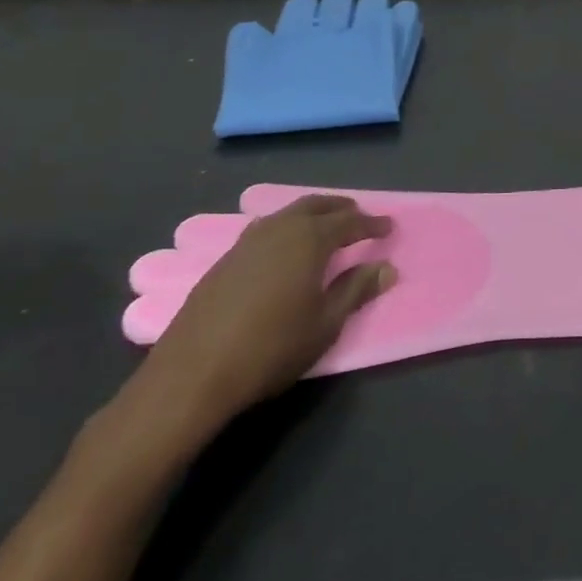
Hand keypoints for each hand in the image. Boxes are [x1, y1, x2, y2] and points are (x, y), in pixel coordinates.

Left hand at [127, 195, 395, 445]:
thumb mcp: (326, 323)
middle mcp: (279, 230)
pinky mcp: (224, 261)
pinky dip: (285, 229)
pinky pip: (265, 230)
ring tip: (324, 229)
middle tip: (359, 217)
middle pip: (316, 205)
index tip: (389, 227)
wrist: (192, 375)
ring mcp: (247, 243)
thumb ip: (356, 290)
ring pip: (287, 214)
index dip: (372, 224)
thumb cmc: (271, 348)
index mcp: (309, 240)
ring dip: (311, 215)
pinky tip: (284, 250)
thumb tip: (386, 268)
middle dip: (341, 208)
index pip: (349, 222)